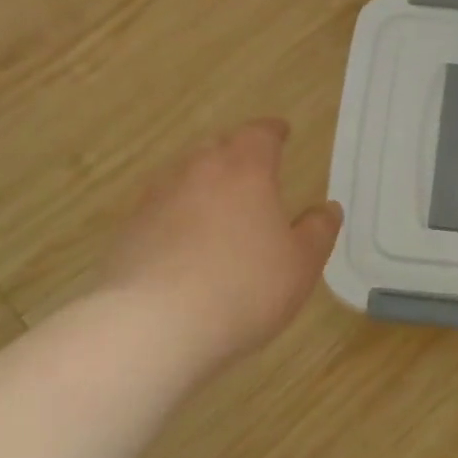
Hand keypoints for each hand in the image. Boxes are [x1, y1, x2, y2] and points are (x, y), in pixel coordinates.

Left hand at [105, 119, 342, 369]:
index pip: (260, 134)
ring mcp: (157, 200)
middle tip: (252, 169)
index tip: (281, 131)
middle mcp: (197, 172)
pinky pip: (161, 210)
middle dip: (236, 152)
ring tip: (218, 206)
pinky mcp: (129, 231)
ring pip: (184, 176)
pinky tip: (185, 243)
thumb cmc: (244, 287)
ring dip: (202, 183)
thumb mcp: (301, 263)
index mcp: (245, 170)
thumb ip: (318, 231)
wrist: (154, 326)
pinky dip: (177, 215)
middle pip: (217, 147)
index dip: (273, 131)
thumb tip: (328, 208)